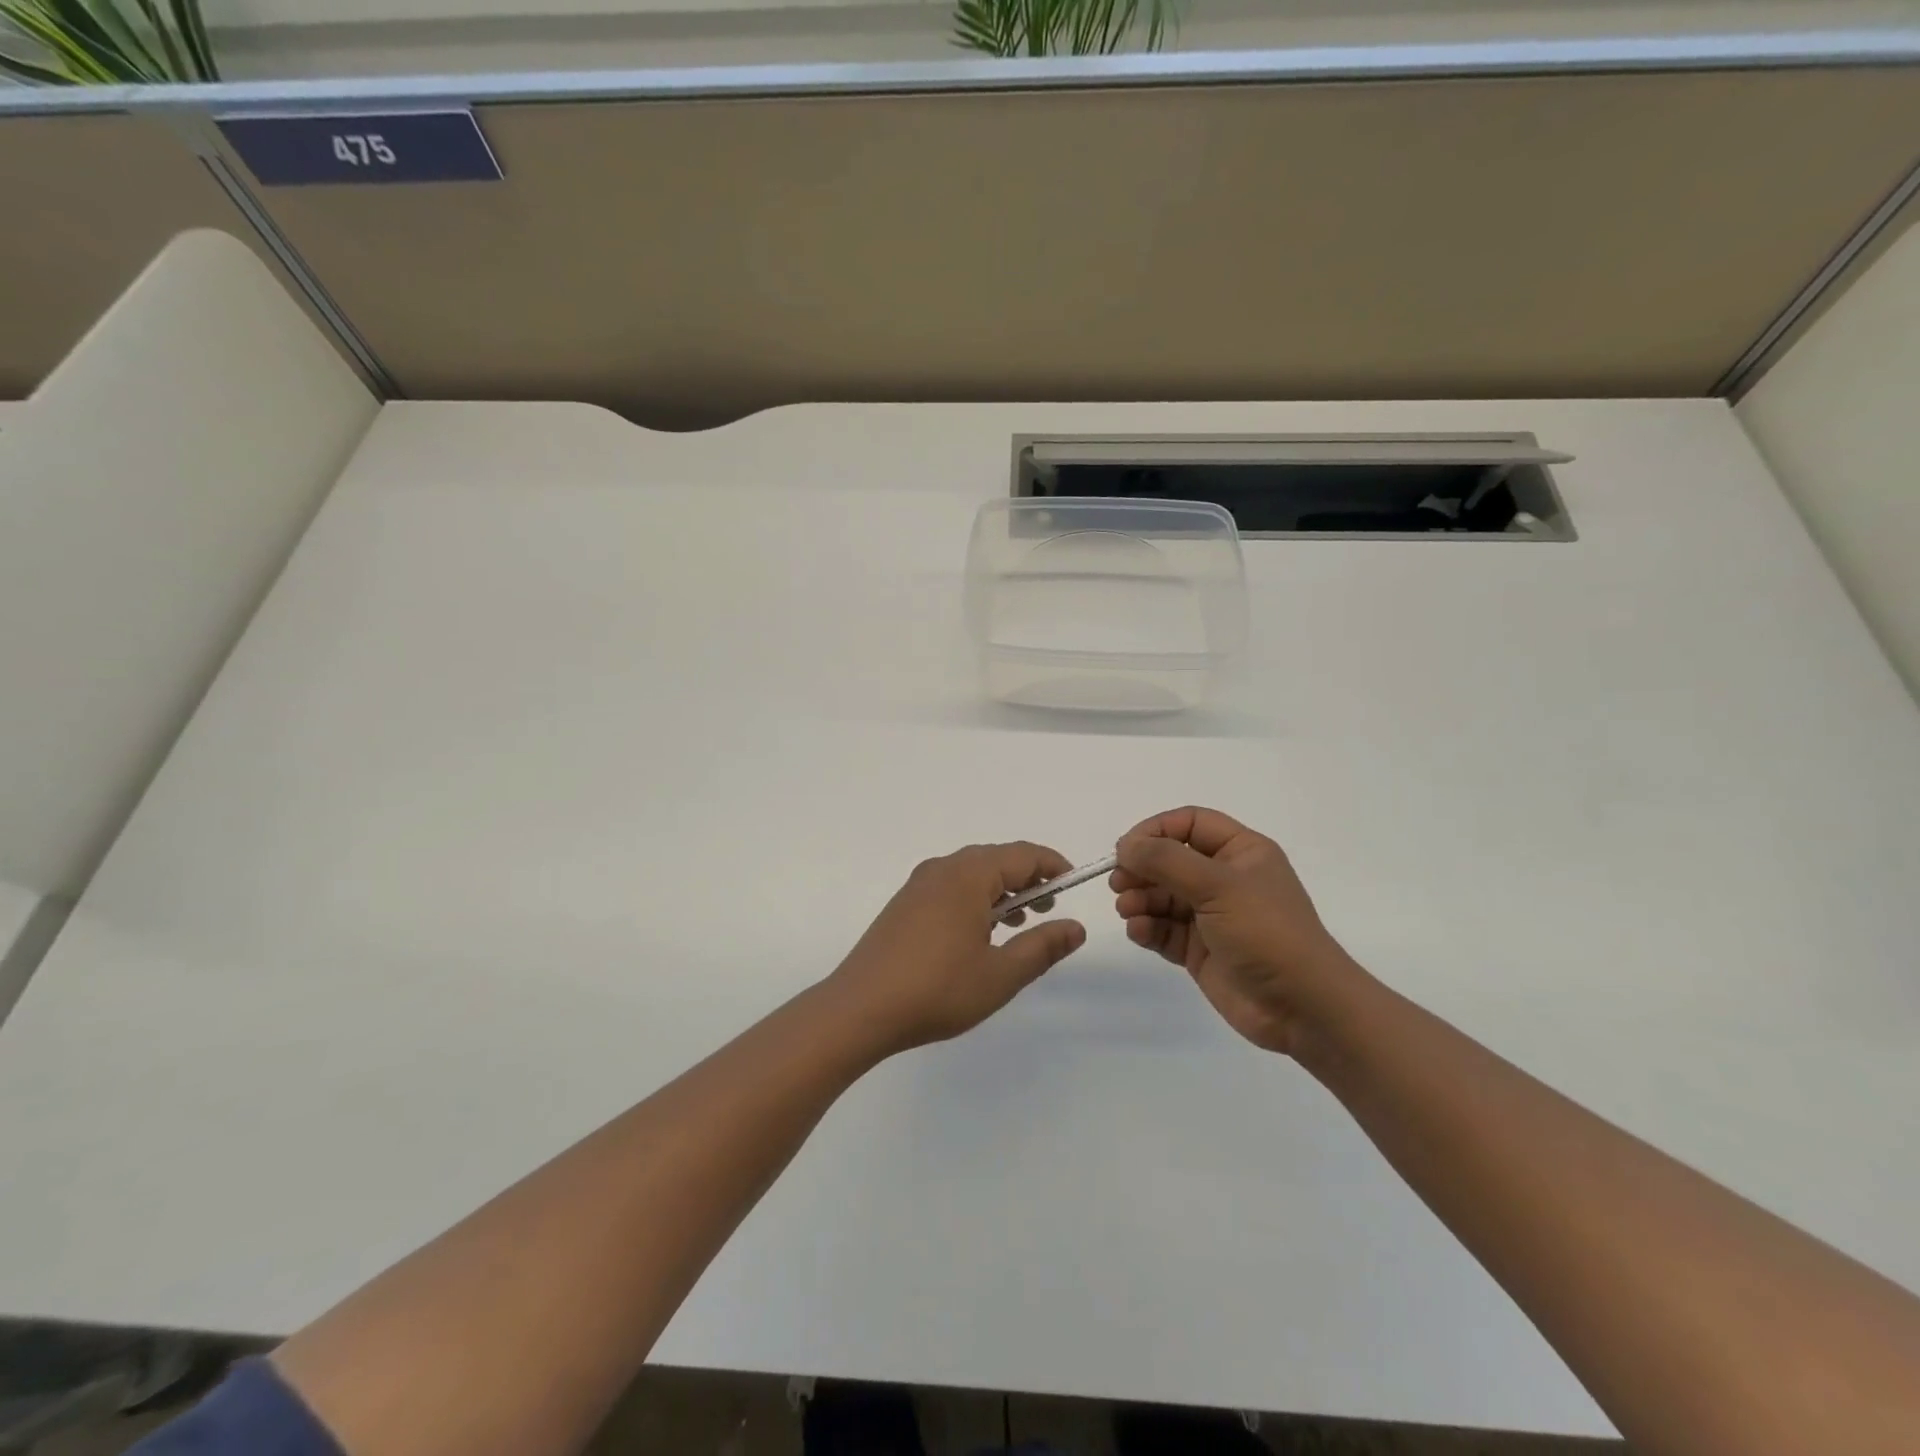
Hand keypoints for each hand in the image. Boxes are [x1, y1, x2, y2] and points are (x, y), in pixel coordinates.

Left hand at [830, 842, 1087, 1052]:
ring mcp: (918, 885)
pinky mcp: (904, 904)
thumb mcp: (1000, 974)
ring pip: (971, 873)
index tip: (1073, 885)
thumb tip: (1076, 928)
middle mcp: (942, 869)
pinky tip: (979, 932)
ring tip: (1019, 922)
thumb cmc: (937, 990)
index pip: (1022, 854)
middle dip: (1027, 878)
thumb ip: (1042, 947)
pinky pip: (950, 886)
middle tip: (1049, 908)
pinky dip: (975, 898)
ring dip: (1001, 889)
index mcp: (968, 876)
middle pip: (996, 858)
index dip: (1053, 865)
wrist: (859, 1009)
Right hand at [1111, 807, 1359, 1055]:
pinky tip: (1139, 932)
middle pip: (1169, 860)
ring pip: (1161, 896)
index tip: (1126, 849)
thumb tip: (1125, 846)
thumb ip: (1166, 860)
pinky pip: (1163, 929)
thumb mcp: (1217, 885)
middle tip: (1119, 883)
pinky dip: (1146, 928)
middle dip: (1141, 869)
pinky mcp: (1199, 949)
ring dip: (1139, 899)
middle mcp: (1224, 879)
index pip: (1189, 823)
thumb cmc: (1266, 932)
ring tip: (1128, 910)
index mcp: (1240, 852)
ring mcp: (1211, 916)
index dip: (1155, 830)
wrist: (1302, 1007)